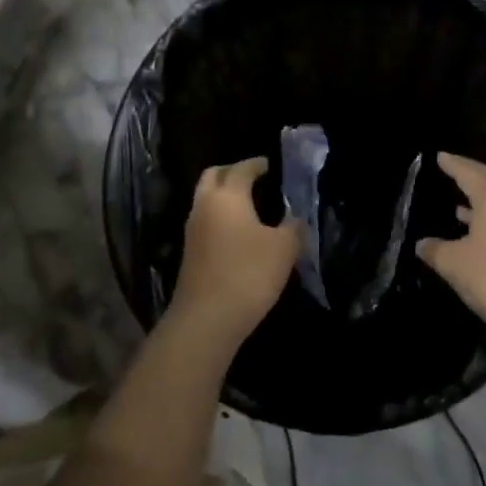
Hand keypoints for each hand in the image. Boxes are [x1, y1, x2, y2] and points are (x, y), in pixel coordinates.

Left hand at [172, 157, 300, 346]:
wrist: (206, 320)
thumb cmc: (248, 273)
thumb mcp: (284, 249)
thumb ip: (293, 228)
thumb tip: (295, 220)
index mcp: (228, 196)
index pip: (241, 169)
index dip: (257, 164)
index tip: (269, 165)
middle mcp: (205, 206)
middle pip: (213, 176)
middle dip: (232, 172)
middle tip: (253, 178)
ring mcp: (193, 231)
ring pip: (206, 200)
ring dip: (224, 196)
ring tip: (249, 206)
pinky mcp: (189, 254)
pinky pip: (205, 222)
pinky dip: (220, 218)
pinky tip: (238, 233)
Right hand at [417, 152, 485, 341]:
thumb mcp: (455, 264)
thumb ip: (435, 250)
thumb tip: (422, 244)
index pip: (470, 173)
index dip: (453, 165)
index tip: (440, 156)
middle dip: (471, 172)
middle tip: (452, 167)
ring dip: (481, 199)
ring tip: (458, 202)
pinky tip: (476, 232)